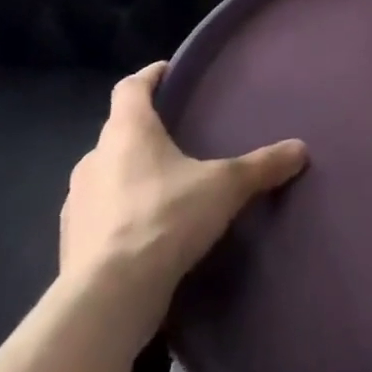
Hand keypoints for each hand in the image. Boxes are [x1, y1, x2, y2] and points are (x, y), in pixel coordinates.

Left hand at [60, 62, 306, 344]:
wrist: (107, 299)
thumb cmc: (165, 218)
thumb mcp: (225, 187)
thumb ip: (262, 165)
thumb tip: (301, 149)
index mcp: (127, 131)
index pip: (130, 87)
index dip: (150, 76)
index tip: (168, 72)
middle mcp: (94, 159)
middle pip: (118, 131)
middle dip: (144, 131)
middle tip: (177, 137)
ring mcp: (76, 204)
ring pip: (105, 174)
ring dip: (128, 175)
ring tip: (164, 186)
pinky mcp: (70, 245)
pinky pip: (98, 215)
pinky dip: (118, 214)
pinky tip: (144, 231)